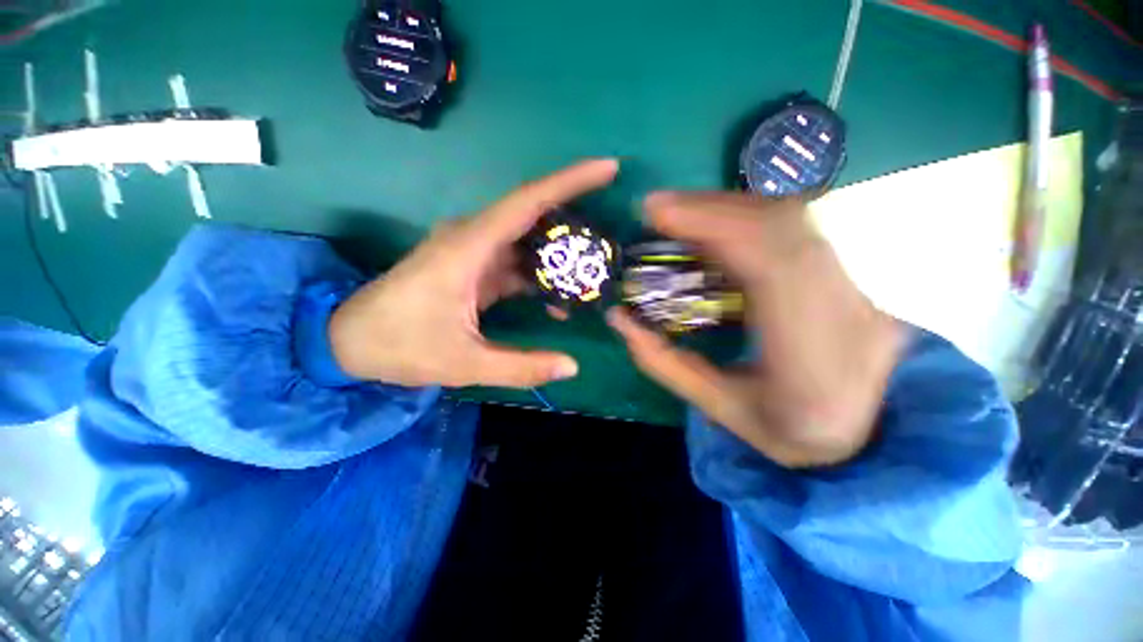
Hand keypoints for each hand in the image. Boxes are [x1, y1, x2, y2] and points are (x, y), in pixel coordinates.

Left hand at [329, 159, 618, 387]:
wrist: (350, 341)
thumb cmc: (401, 346)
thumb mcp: (465, 364)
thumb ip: (521, 367)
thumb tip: (572, 366)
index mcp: (469, 248)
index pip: (528, 202)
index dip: (570, 182)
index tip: (608, 169)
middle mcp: (473, 239)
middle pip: (534, 217)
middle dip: (575, 223)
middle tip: (610, 242)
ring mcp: (473, 252)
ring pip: (527, 243)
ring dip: (559, 258)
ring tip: (592, 276)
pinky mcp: (474, 268)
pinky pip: (516, 263)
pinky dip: (540, 278)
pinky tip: (559, 299)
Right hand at [609, 193, 904, 466]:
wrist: (874, 432)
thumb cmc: (791, 432)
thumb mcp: (721, 409)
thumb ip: (664, 363)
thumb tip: (619, 318)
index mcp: (816, 360)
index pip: (773, 267)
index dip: (716, 227)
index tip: (659, 214)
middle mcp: (849, 311)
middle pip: (784, 228)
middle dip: (711, 208)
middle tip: (657, 208)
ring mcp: (861, 285)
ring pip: (794, 219)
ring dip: (727, 207)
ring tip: (679, 211)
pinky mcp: (853, 272)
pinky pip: (797, 227)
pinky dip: (747, 215)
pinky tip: (714, 222)